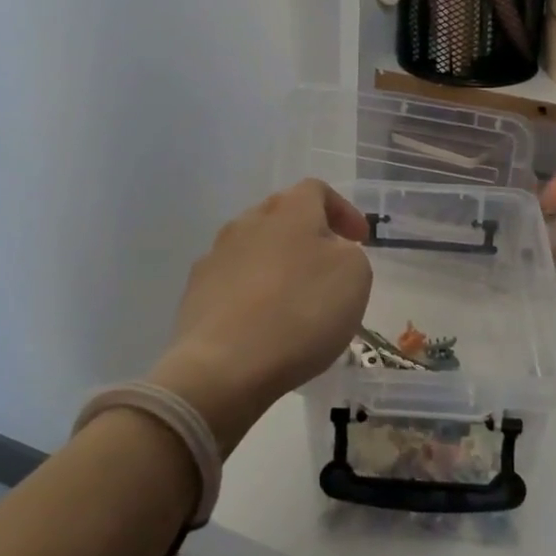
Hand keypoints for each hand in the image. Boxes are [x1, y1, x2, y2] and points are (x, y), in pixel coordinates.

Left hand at [146, 180, 373, 454]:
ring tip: (294, 299)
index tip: (359, 240)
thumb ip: (349, 252)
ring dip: (277, 264)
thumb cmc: (302, 311)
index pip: (317, 190)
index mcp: (290, 210)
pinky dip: (252, 293)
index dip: (342, 210)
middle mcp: (248, 222)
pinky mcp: (195, 292)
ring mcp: (216, 256)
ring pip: (255, 248)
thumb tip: (330, 251)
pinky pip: (233, 281)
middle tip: (328, 266)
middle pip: (282, 215)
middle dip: (308, 235)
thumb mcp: (355, 276)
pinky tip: (262, 322)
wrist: (224, 366)